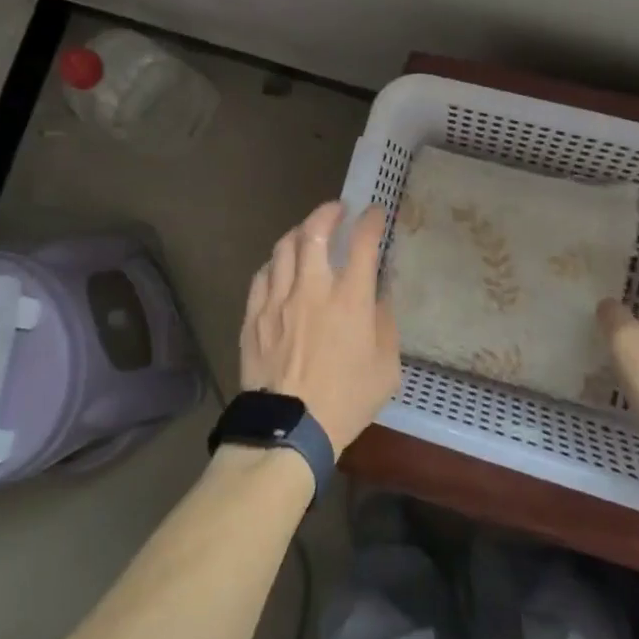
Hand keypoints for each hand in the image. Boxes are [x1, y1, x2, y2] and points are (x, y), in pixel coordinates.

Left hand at [240, 202, 400, 453]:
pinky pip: (262, 276)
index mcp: (349, 299)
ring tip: (307, 233)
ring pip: (283, 248)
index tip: (374, 213)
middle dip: (327, 213)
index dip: (370, 221)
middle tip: (336, 211)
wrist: (289, 428)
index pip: (362, 243)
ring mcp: (277, 300)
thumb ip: (384, 323)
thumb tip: (377, 295)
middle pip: (313, 232)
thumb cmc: (346, 400)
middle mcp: (311, 289)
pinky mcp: (253, 316)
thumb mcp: (385, 367)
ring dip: (299, 233)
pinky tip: (280, 267)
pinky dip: (275, 263)